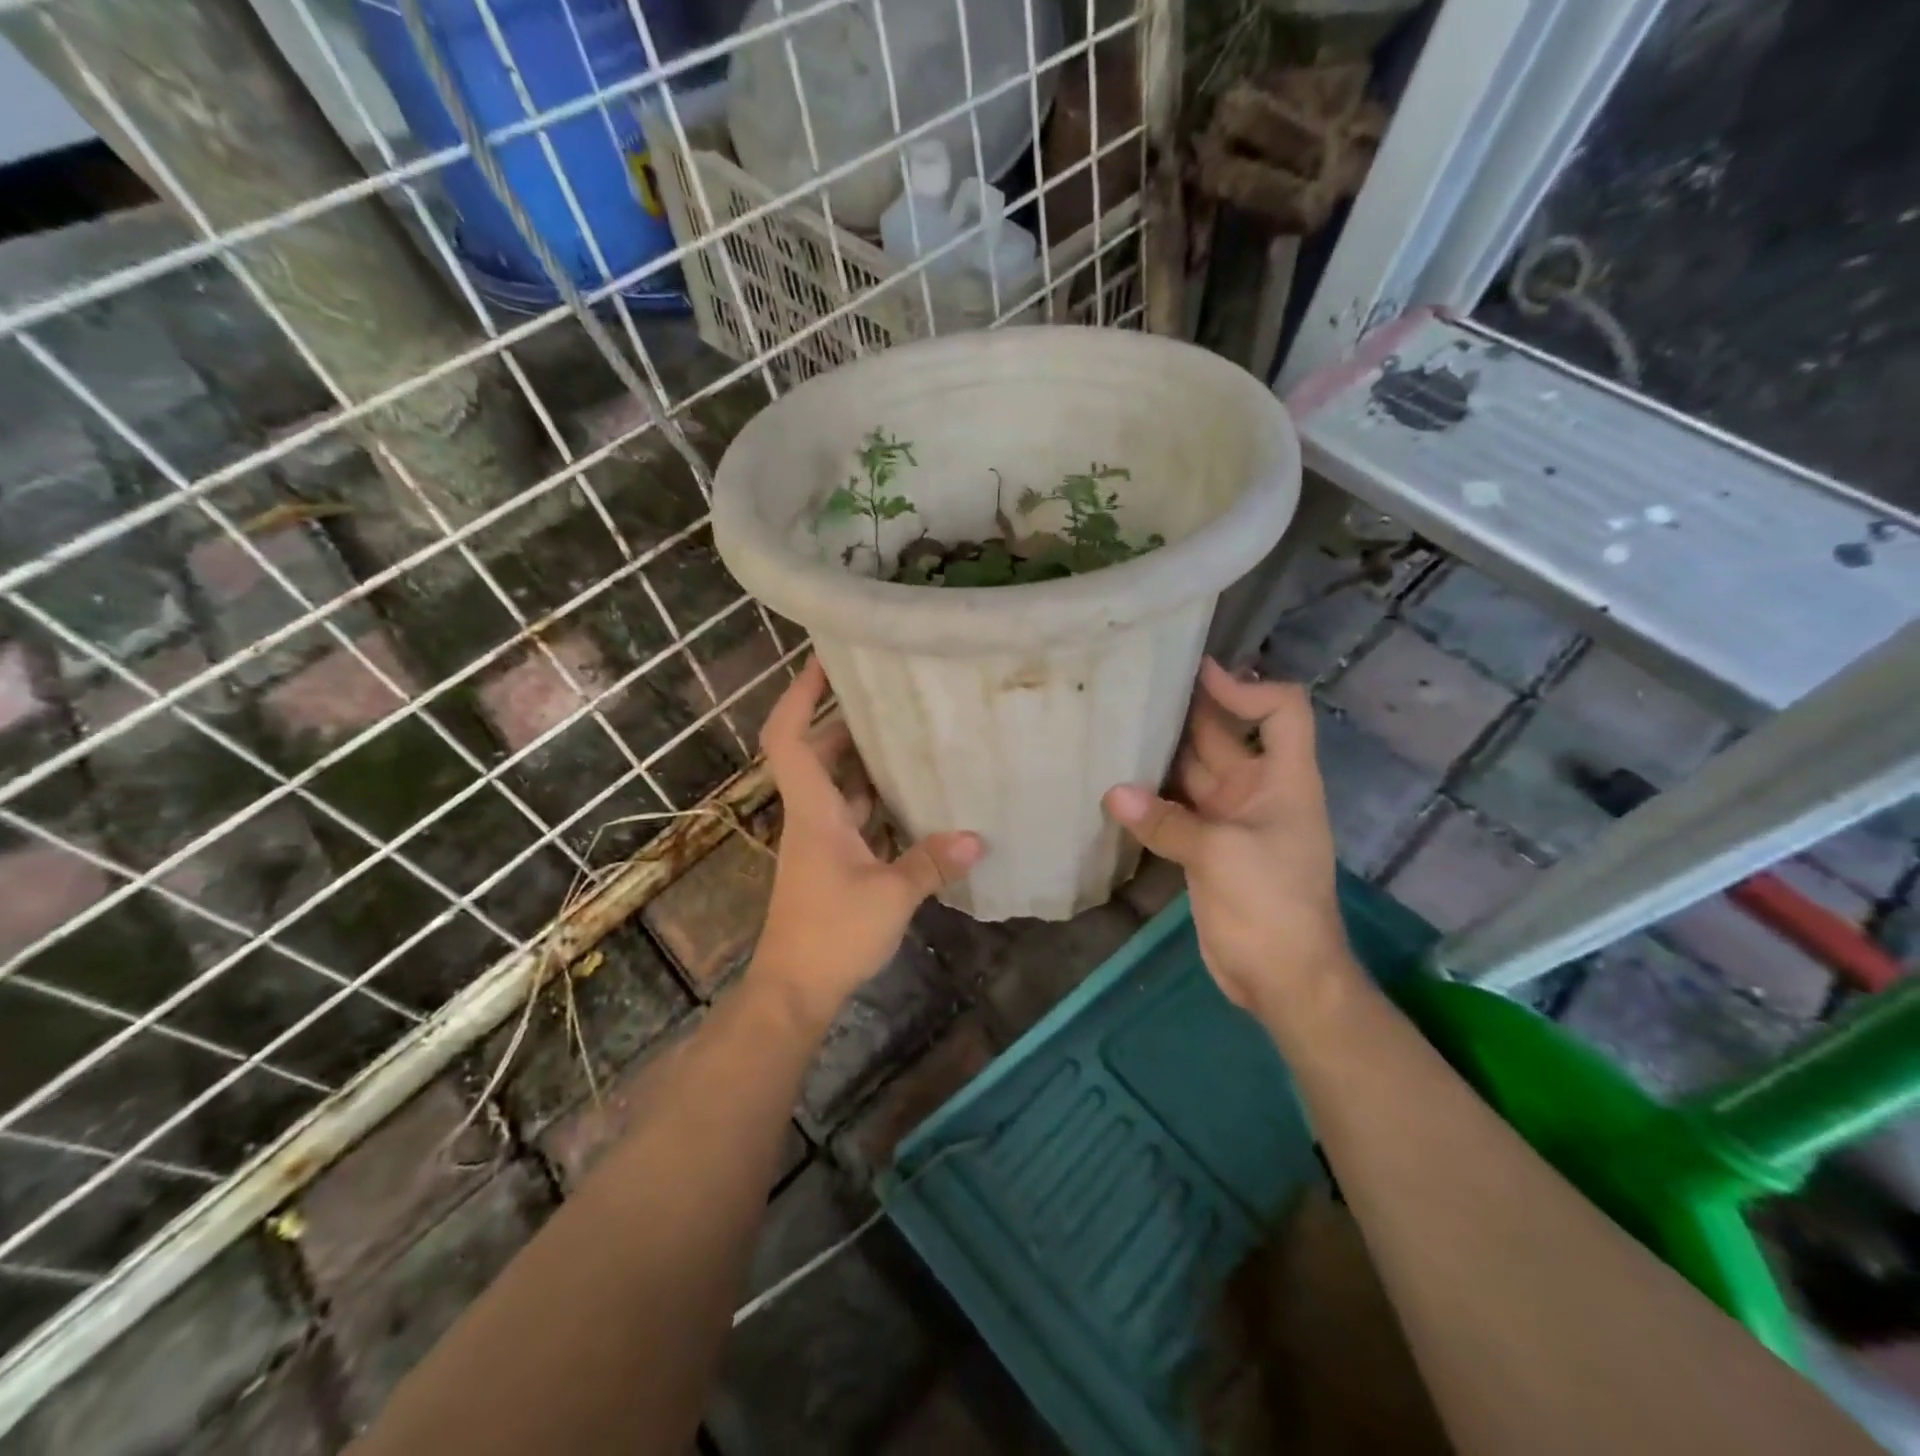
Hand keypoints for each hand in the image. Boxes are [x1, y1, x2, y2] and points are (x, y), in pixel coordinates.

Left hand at [750, 657, 983, 1026]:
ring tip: (913, 737)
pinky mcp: (834, 863)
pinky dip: (878, 802)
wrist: (794, 989)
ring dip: (867, 762)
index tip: (825, 661)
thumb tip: (977, 837)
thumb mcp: (890, 896)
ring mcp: (821, 840)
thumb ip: (932, 862)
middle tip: (891, 698)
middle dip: (847, 721)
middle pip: (818, 753)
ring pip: (840, 785)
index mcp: (813, 810)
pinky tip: (917, 800)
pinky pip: (856, 816)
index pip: (789, 737)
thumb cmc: (831, 934)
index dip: (799, 694)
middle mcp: (812, 816)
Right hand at [1102, 658, 1356, 1023]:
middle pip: (1224, 735)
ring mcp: (1228, 819)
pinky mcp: (1204, 847)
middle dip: (1186, 710)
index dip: (1246, 687)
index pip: (1281, 711)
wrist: (1282, 978)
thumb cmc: (1272, 905)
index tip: (1198, 677)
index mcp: (1282, 780)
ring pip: (1192, 771)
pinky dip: (1148, 796)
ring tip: (1112, 726)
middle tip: (1133, 686)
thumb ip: (1166, 821)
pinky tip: (1112, 784)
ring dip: (1159, 753)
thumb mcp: (1221, 855)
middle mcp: (1256, 790)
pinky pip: (1174, 809)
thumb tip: (1111, 792)